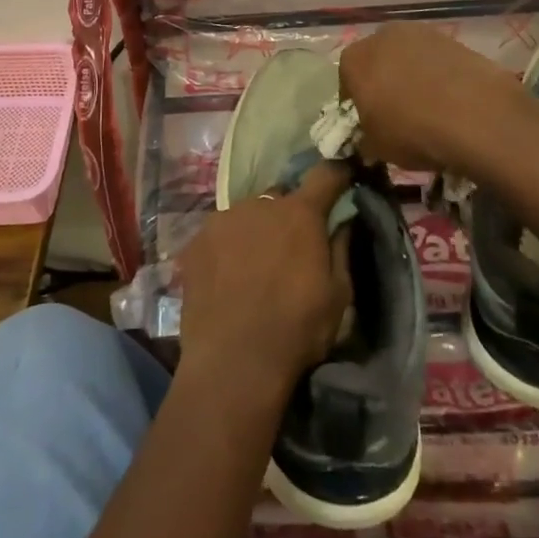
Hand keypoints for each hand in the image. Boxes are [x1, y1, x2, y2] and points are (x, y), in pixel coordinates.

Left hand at [175, 162, 352, 398]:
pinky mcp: (195, 240)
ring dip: (255, 230)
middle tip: (290, 246)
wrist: (233, 363)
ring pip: (247, 215)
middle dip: (289, 214)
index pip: (324, 175)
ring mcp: (222, 219)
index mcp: (300, 214)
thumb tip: (342, 219)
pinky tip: (226, 278)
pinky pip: (219, 234)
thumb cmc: (296, 329)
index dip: (336, 174)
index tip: (343, 177)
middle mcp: (259, 204)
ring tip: (253, 267)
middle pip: (281, 198)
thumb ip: (341, 248)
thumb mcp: (338, 296)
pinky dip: (227, 248)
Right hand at [339, 24, 524, 170]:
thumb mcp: (377, 147)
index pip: (346, 79)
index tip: (368, 122)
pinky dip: (439, 75)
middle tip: (397, 112)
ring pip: (408, 57)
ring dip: (412, 76)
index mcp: (354, 59)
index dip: (356, 102)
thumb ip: (365, 137)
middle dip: (383, 82)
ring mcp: (420, 32)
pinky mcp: (454, 39)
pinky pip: (437, 59)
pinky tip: (452, 100)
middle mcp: (382, 36)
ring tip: (428, 107)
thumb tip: (369, 138)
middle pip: (377, 60)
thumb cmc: (412, 131)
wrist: (477, 116)